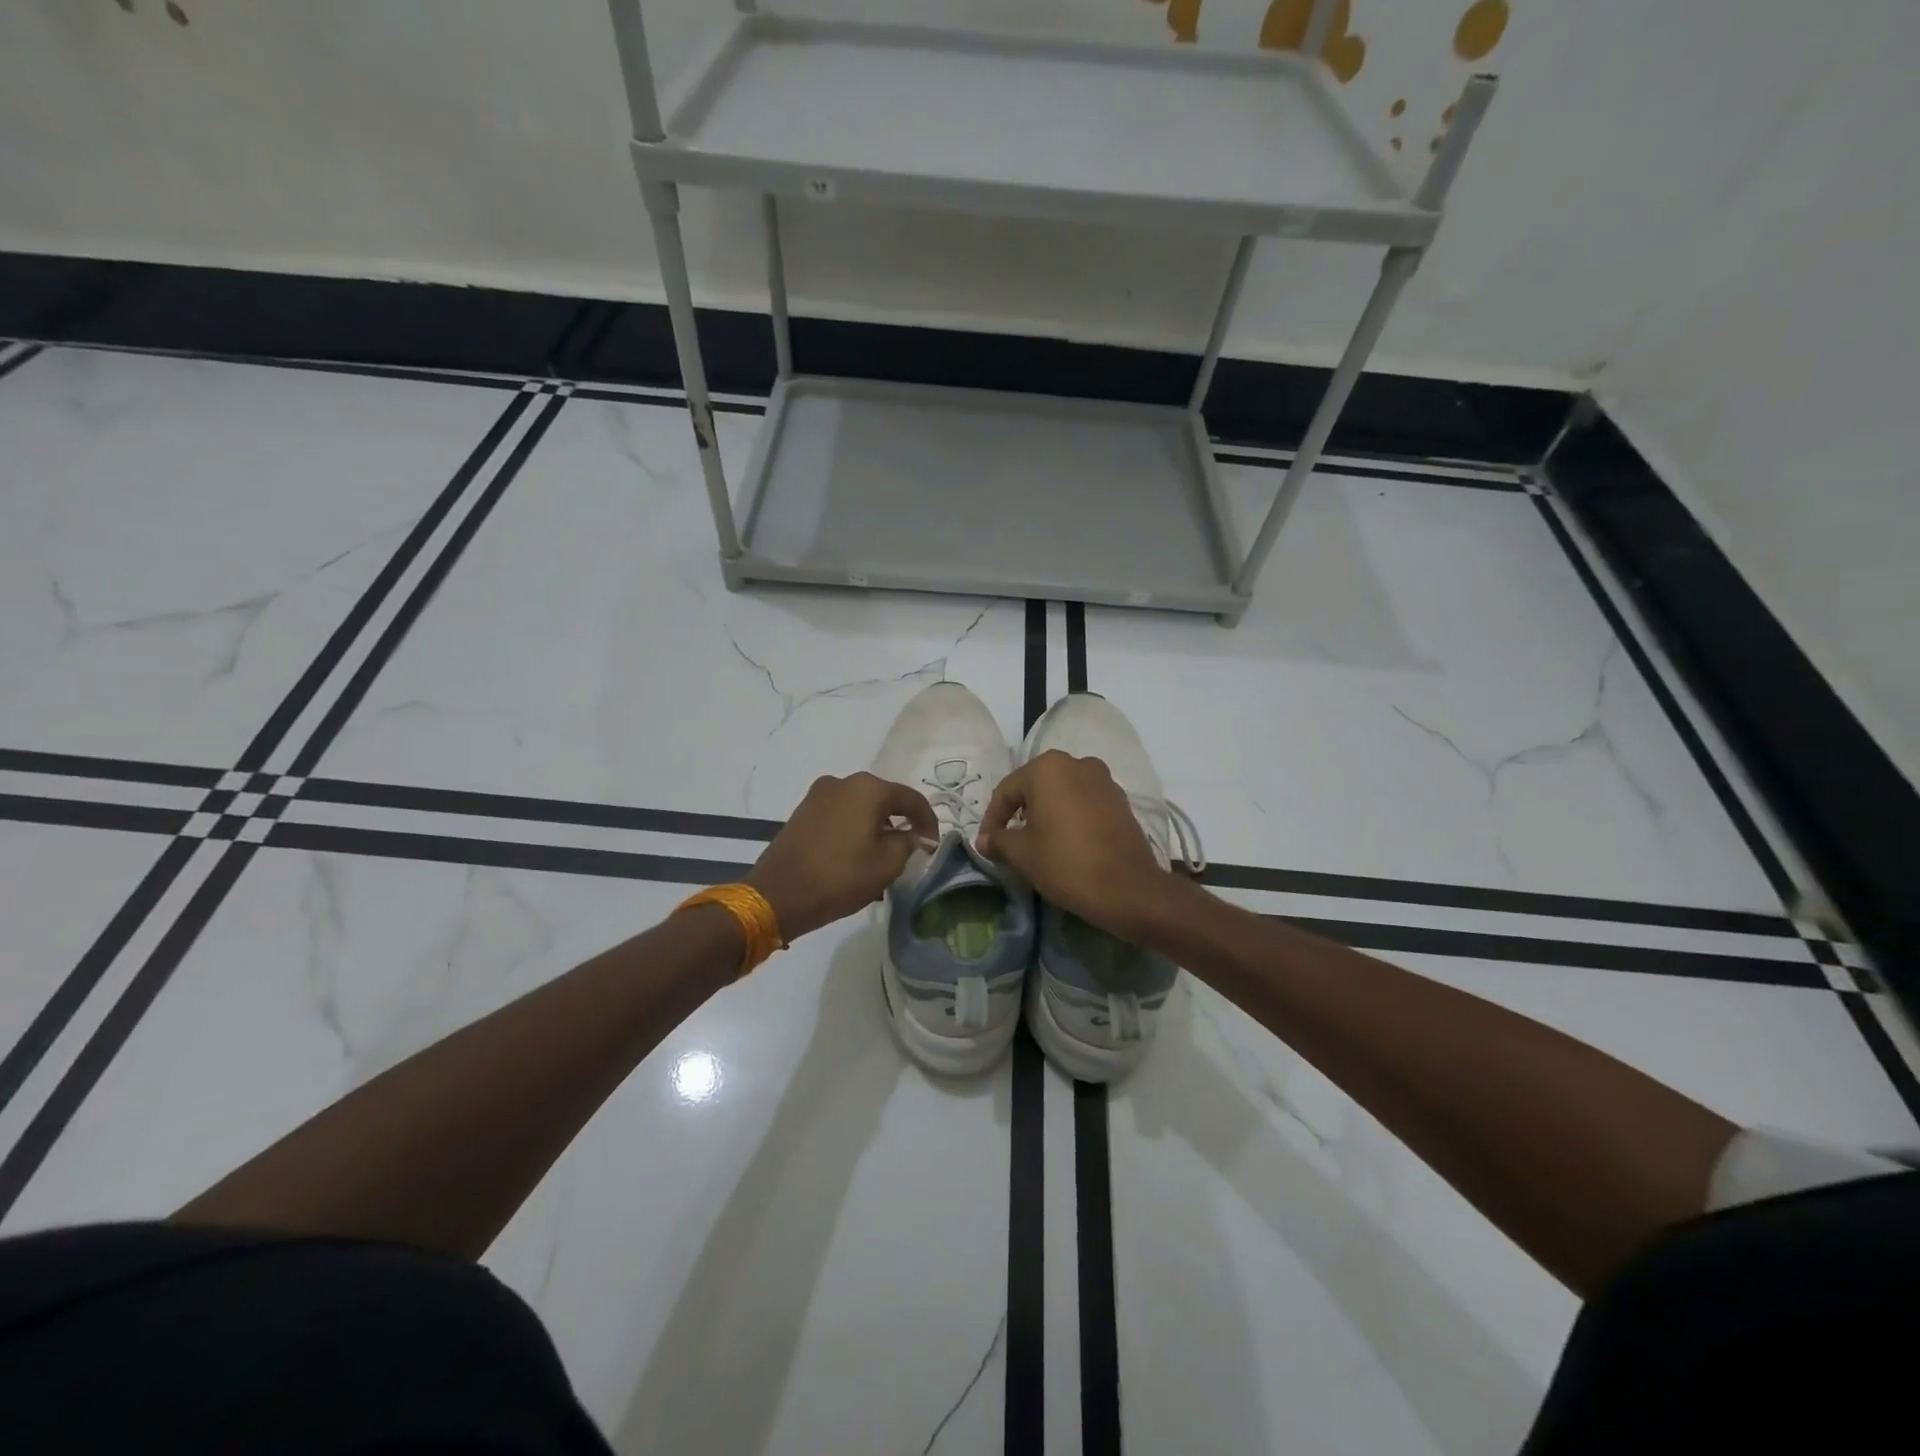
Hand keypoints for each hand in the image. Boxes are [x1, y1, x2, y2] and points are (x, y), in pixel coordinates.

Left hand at [748, 773, 939, 940]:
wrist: (778, 895)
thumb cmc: (840, 877)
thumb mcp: (887, 864)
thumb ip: (908, 842)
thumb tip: (913, 834)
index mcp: (868, 788)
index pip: (911, 798)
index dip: (928, 821)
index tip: (933, 845)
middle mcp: (843, 781)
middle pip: (884, 798)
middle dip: (900, 821)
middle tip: (911, 847)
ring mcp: (819, 794)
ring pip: (860, 805)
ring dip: (875, 824)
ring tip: (883, 853)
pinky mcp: (803, 810)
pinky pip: (840, 813)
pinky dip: (854, 827)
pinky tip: (856, 851)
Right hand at [975, 751, 1169, 936]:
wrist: (1128, 889)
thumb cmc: (1065, 863)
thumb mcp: (1022, 853)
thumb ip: (999, 840)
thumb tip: (985, 840)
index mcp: (1048, 768)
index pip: (1007, 790)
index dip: (992, 819)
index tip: (987, 844)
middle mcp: (1077, 763)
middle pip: (1036, 787)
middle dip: (1020, 812)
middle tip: (1009, 841)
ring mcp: (1104, 780)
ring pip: (1062, 793)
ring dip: (1047, 813)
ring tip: (1038, 842)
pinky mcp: (1121, 800)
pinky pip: (1085, 803)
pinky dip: (1070, 817)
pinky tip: (1066, 842)